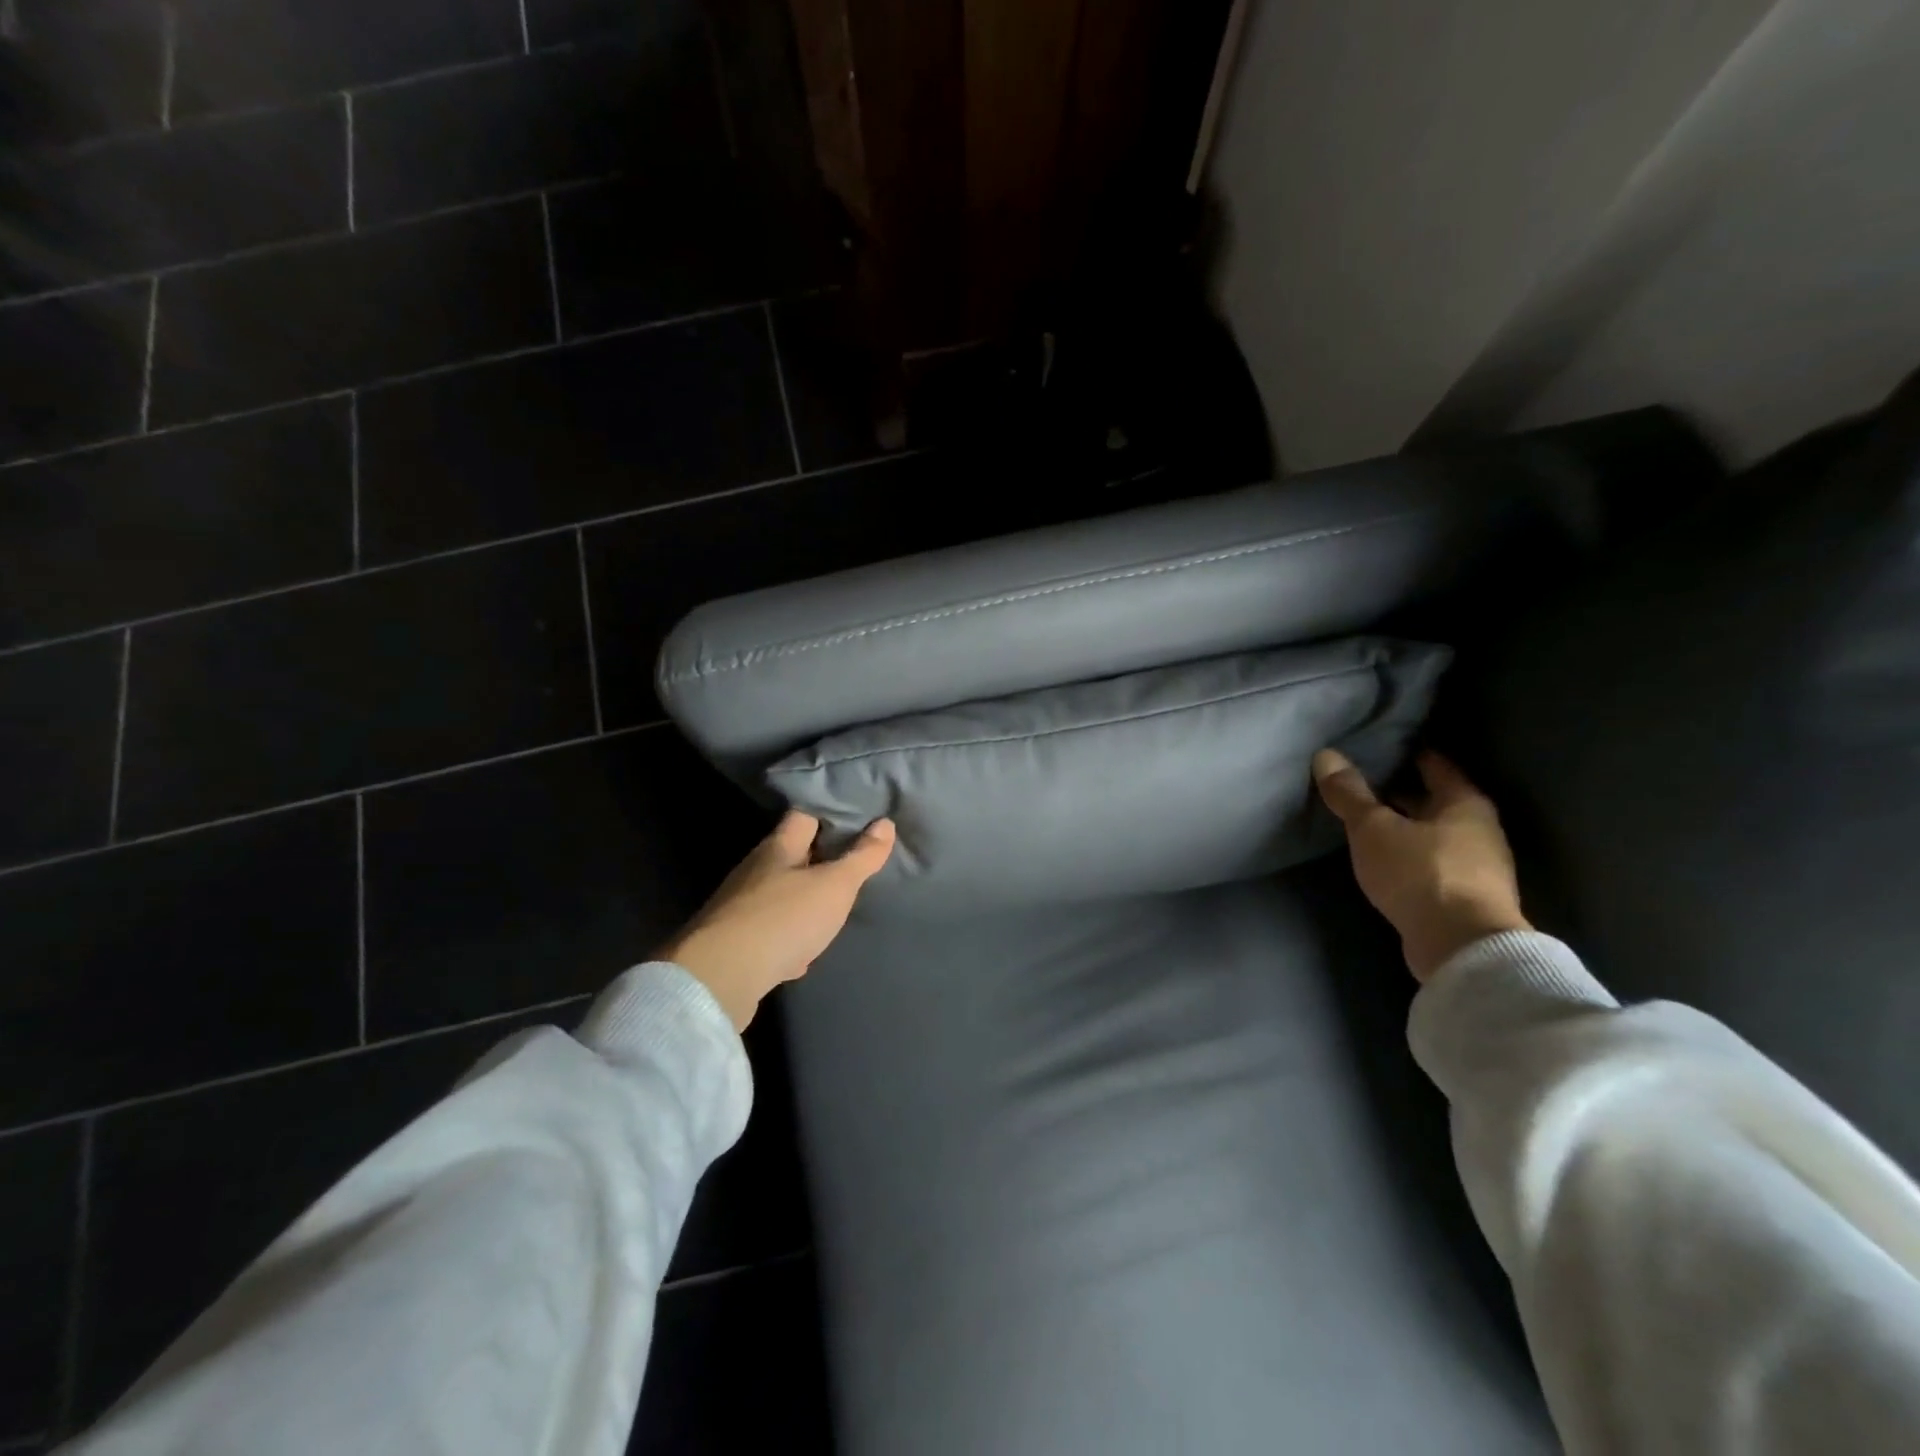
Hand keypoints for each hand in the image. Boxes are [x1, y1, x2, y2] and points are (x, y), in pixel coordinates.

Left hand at [657, 811, 895, 1029]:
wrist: (722, 976)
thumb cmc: (784, 918)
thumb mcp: (835, 885)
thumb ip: (861, 857)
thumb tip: (885, 823)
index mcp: (778, 847)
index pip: (803, 816)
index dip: (829, 814)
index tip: (856, 819)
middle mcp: (755, 870)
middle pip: (791, 855)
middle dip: (818, 860)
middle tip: (851, 867)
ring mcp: (740, 907)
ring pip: (779, 895)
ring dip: (803, 901)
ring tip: (831, 910)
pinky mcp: (733, 942)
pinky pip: (768, 931)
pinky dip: (787, 938)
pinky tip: (801, 954)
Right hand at [1312, 748, 1529, 982]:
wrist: (1463, 948)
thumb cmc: (1421, 873)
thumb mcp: (1373, 829)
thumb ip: (1349, 794)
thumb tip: (1326, 755)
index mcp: (1465, 803)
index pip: (1435, 765)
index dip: (1408, 753)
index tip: (1380, 747)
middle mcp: (1479, 829)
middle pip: (1436, 801)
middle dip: (1403, 792)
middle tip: (1364, 783)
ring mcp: (1478, 867)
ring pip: (1435, 834)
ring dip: (1406, 827)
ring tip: (1368, 822)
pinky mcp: (1467, 898)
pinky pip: (1433, 863)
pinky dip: (1411, 856)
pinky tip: (1385, 860)